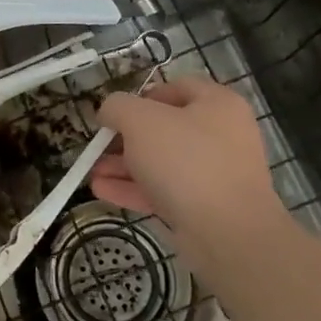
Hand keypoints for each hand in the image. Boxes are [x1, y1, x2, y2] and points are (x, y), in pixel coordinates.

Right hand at [92, 78, 290, 262]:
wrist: (228, 233)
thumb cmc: (186, 161)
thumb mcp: (140, 120)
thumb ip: (117, 107)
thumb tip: (110, 112)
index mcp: (217, 104)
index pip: (176, 87)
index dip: (142, 96)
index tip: (116, 112)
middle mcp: (221, 135)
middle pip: (165, 128)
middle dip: (124, 138)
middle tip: (99, 146)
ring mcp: (216, 174)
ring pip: (162, 162)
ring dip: (124, 166)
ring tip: (91, 173)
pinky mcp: (206, 207)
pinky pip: (166, 190)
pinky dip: (135, 189)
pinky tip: (102, 192)